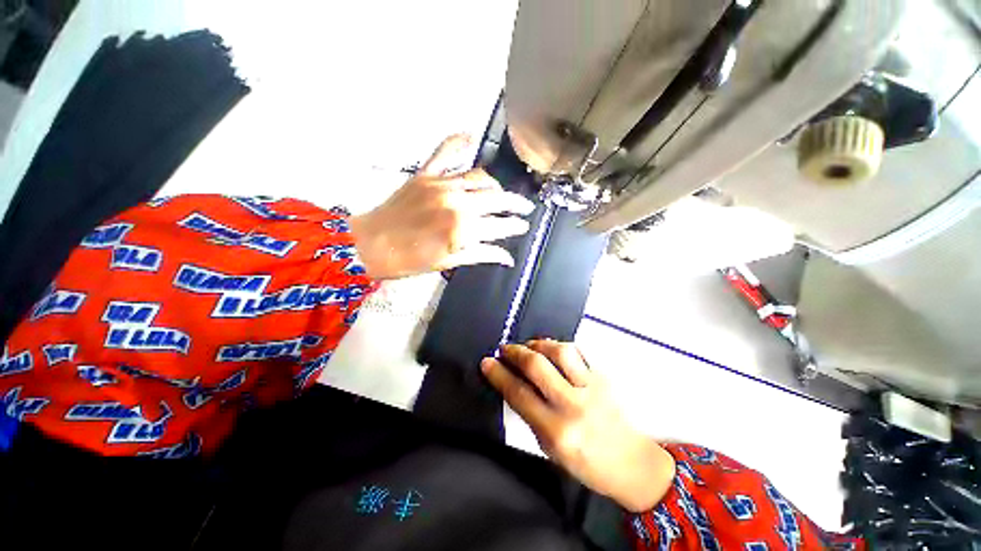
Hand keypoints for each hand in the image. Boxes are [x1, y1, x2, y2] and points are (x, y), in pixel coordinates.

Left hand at [349, 134, 534, 279]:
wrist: (371, 245)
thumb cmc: (410, 260)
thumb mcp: (450, 263)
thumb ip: (481, 254)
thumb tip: (507, 257)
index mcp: (462, 228)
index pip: (500, 225)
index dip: (515, 226)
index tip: (523, 226)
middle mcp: (456, 201)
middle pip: (496, 198)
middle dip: (515, 204)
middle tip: (525, 208)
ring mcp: (441, 184)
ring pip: (479, 177)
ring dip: (495, 185)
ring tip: (502, 193)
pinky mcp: (425, 175)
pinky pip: (445, 152)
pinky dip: (458, 142)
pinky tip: (470, 136)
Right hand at [481, 340, 675, 512]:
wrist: (632, 463)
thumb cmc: (586, 463)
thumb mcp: (550, 448)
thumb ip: (530, 414)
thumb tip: (512, 382)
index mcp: (556, 431)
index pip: (519, 394)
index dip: (499, 374)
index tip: (487, 362)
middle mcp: (574, 405)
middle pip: (537, 366)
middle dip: (515, 352)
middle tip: (505, 348)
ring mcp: (592, 388)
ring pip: (560, 351)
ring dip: (538, 343)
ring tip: (528, 346)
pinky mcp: (604, 377)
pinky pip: (579, 352)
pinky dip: (560, 347)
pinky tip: (552, 350)